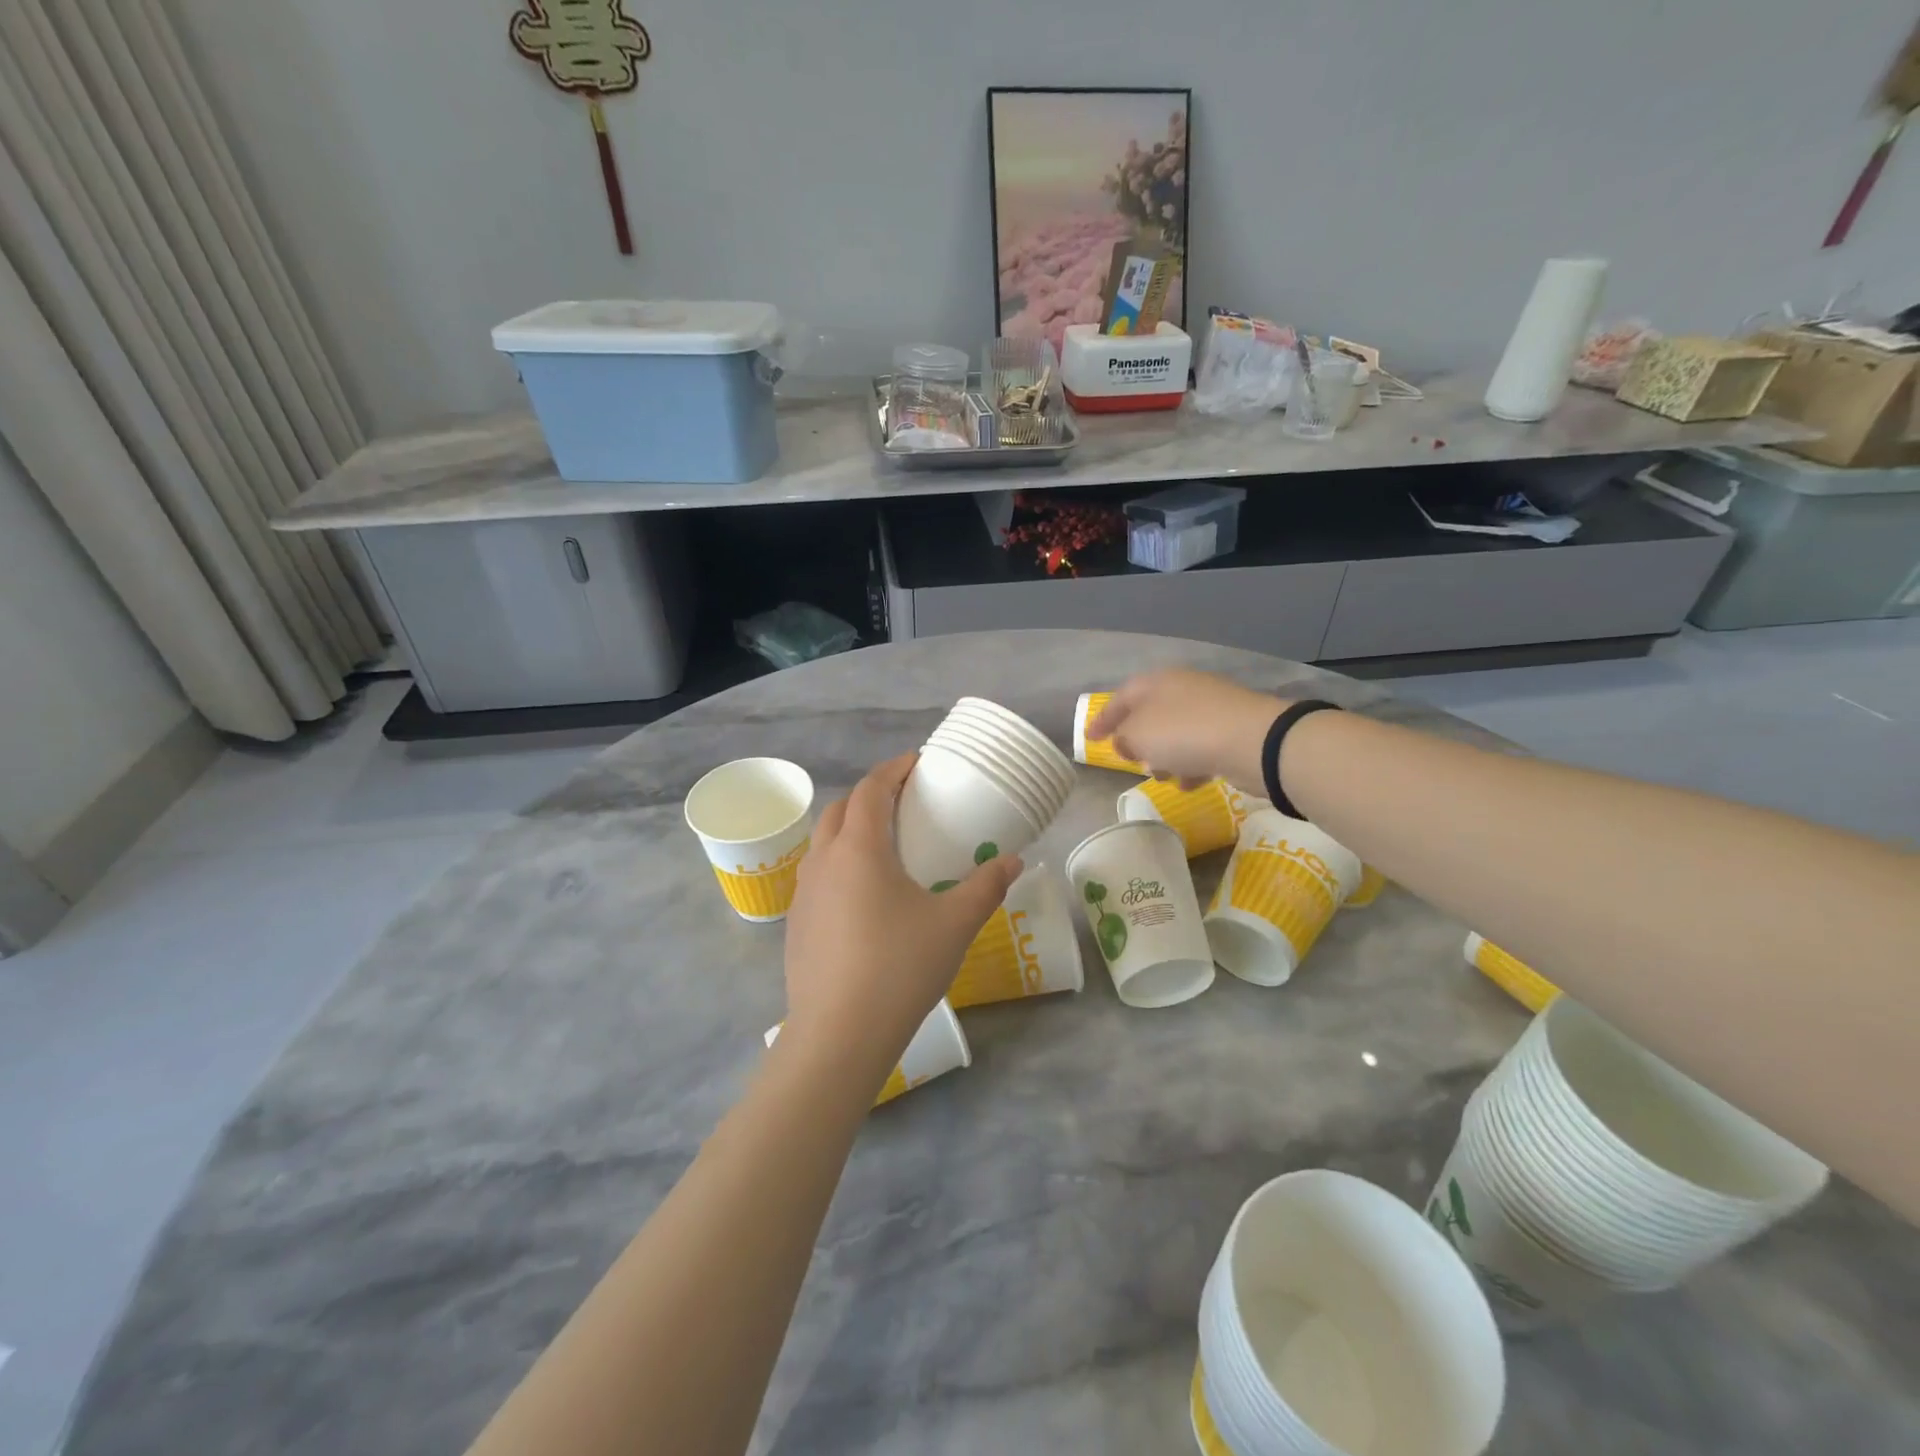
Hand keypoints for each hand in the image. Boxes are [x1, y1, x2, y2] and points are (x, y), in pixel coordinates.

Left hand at [782, 754, 1021, 1080]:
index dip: (894, 769)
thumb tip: (1012, 861)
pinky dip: (840, 864)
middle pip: (842, 808)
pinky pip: (818, 876)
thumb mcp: (954, 924)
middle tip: (904, 802)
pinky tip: (864, 896)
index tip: (917, 763)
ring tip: (884, 845)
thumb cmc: (899, 967)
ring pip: (825, 842)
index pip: (871, 789)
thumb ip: (986, 887)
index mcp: (859, 848)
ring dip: (851, 829)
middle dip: (870, 794)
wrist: (838, 1034)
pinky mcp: (796, 924)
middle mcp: (823, 860)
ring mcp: (803, 893)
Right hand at [1089, 670, 1282, 789]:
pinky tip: (1191, 782)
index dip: (1103, 718)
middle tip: (1131, 759)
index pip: (1122, 696)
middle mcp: (1185, 689)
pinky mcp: (1234, 731)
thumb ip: (1124, 737)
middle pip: (1152, 714)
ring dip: (1166, 756)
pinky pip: (1202, 747)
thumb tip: (1126, 740)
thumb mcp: (1139, 735)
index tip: (1090, 739)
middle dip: (1139, 740)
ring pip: (1177, 733)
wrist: (1254, 742)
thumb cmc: (1185, 733)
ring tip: (1163, 776)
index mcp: (1159, 682)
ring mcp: (1213, 709)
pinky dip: (1192, 764)